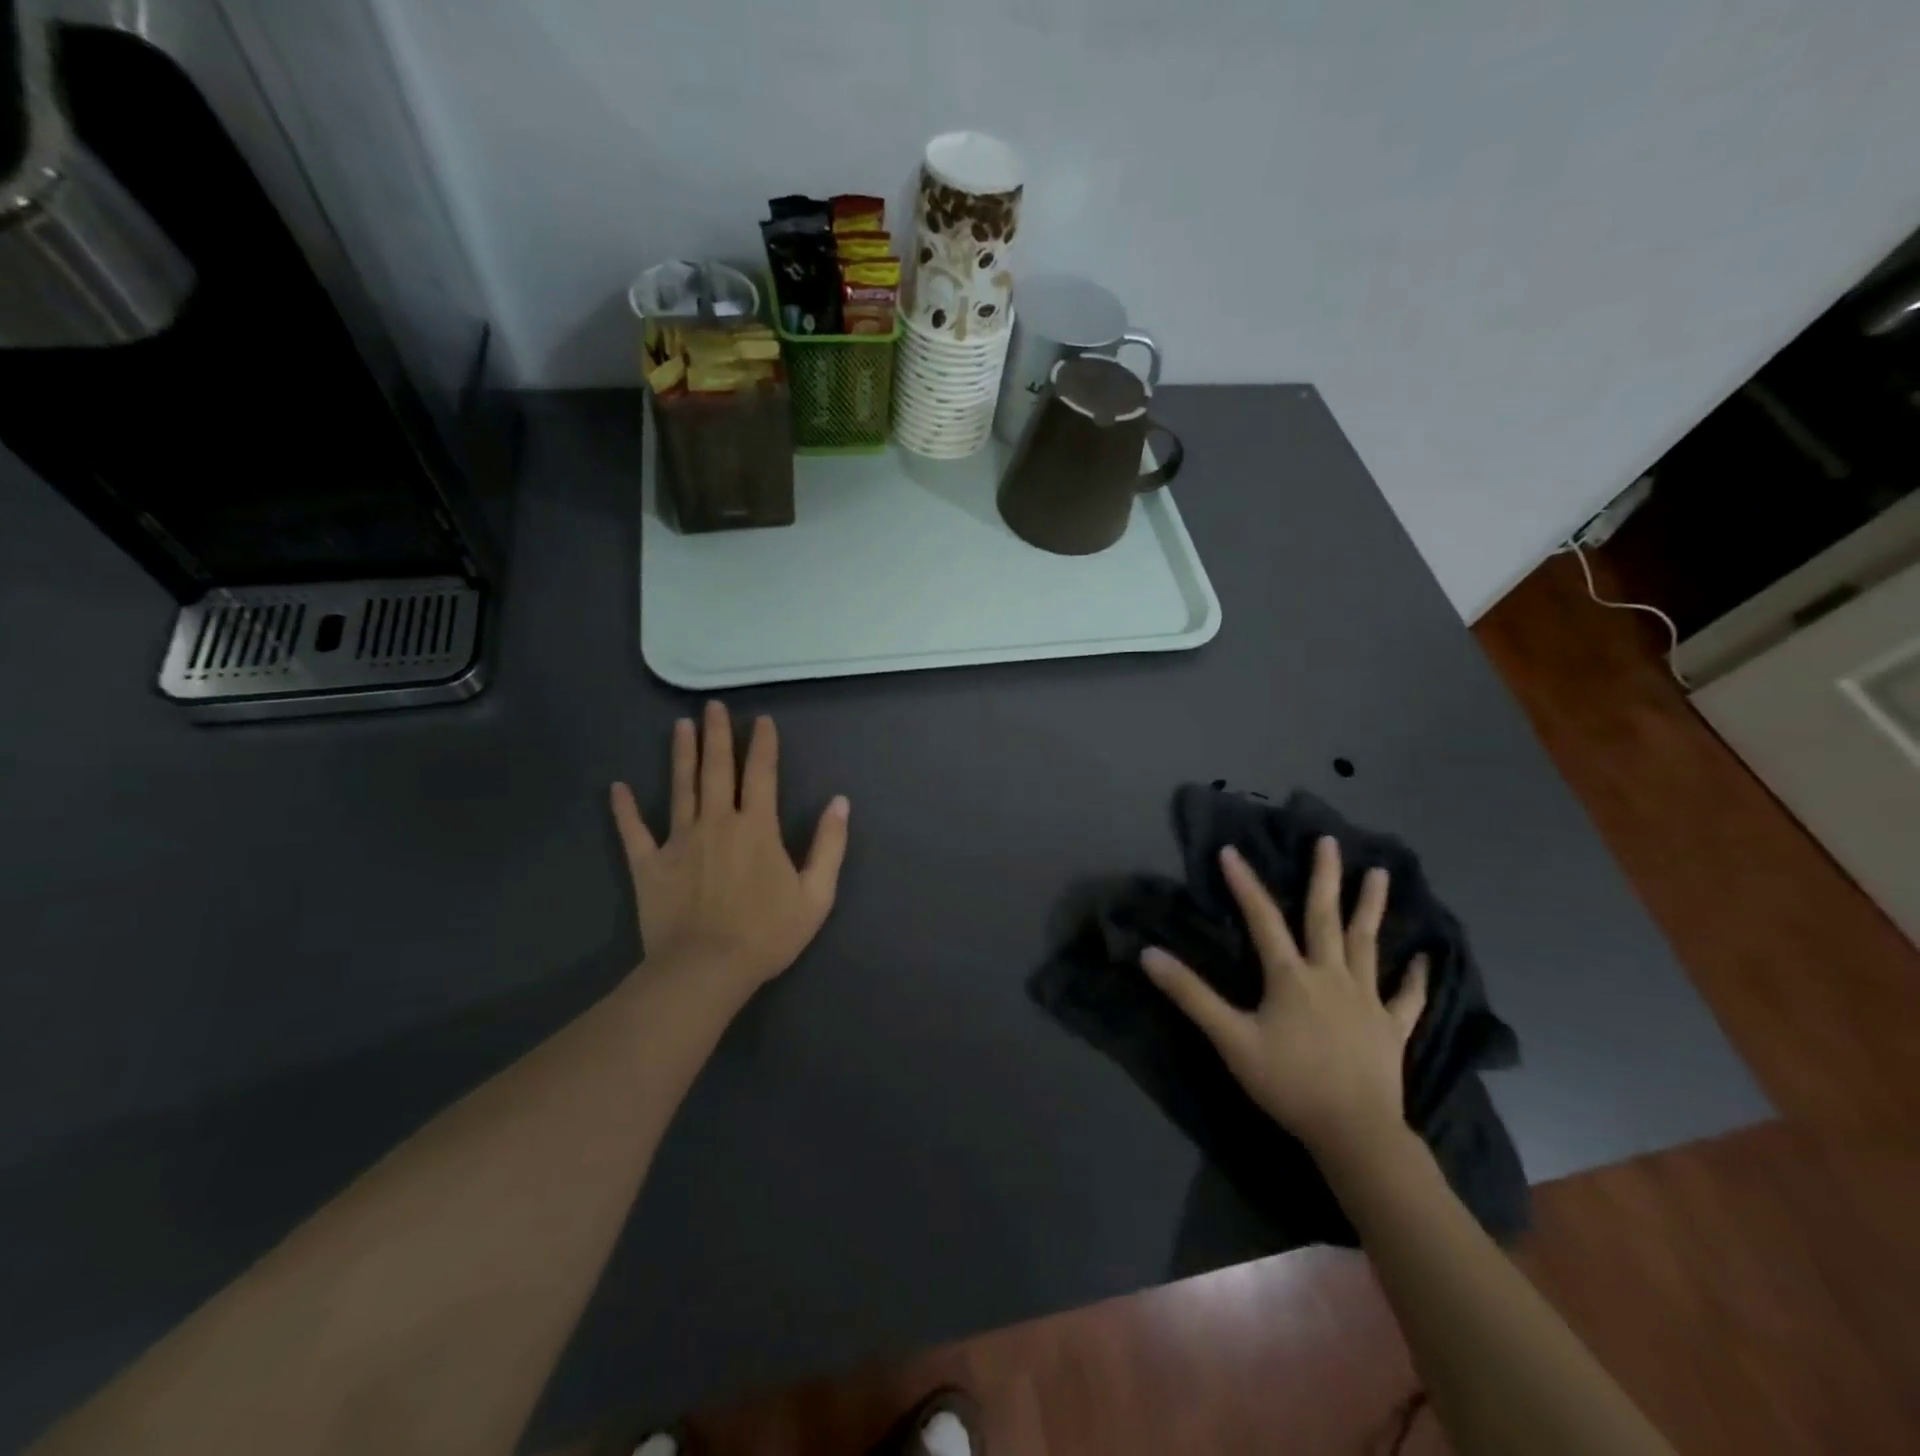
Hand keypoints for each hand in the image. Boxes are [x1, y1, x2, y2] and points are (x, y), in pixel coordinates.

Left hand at [610, 702, 849, 999]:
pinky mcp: (649, 864)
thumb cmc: (766, 934)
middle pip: (718, 770)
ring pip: (681, 788)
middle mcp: (718, 823)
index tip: (760, 720)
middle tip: (712, 706)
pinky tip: (617, 787)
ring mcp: (679, 841)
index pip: (762, 774)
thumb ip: (829, 845)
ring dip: (682, 755)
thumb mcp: (816, 894)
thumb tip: (840, 802)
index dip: (763, 745)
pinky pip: (633, 831)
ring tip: (680, 726)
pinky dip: (624, 809)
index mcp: (757, 828)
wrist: (706, 970)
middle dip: (717, 735)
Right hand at [1141, 836, 1427, 1166]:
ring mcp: (1366, 999)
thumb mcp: (1230, 1038)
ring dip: (1371, 907)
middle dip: (1324, 876)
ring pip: (1367, 944)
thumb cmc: (1288, 1082)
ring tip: (1379, 873)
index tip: (1231, 850)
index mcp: (1291, 976)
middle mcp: (1330, 975)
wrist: (1354, 1132)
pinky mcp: (1392, 1027)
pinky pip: (1407, 997)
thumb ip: (1191, 995)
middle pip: (1325, 917)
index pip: (1262, 919)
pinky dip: (1416, 978)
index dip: (1244, 884)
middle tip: (1328, 840)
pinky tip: (1424, 959)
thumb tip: (1149, 954)